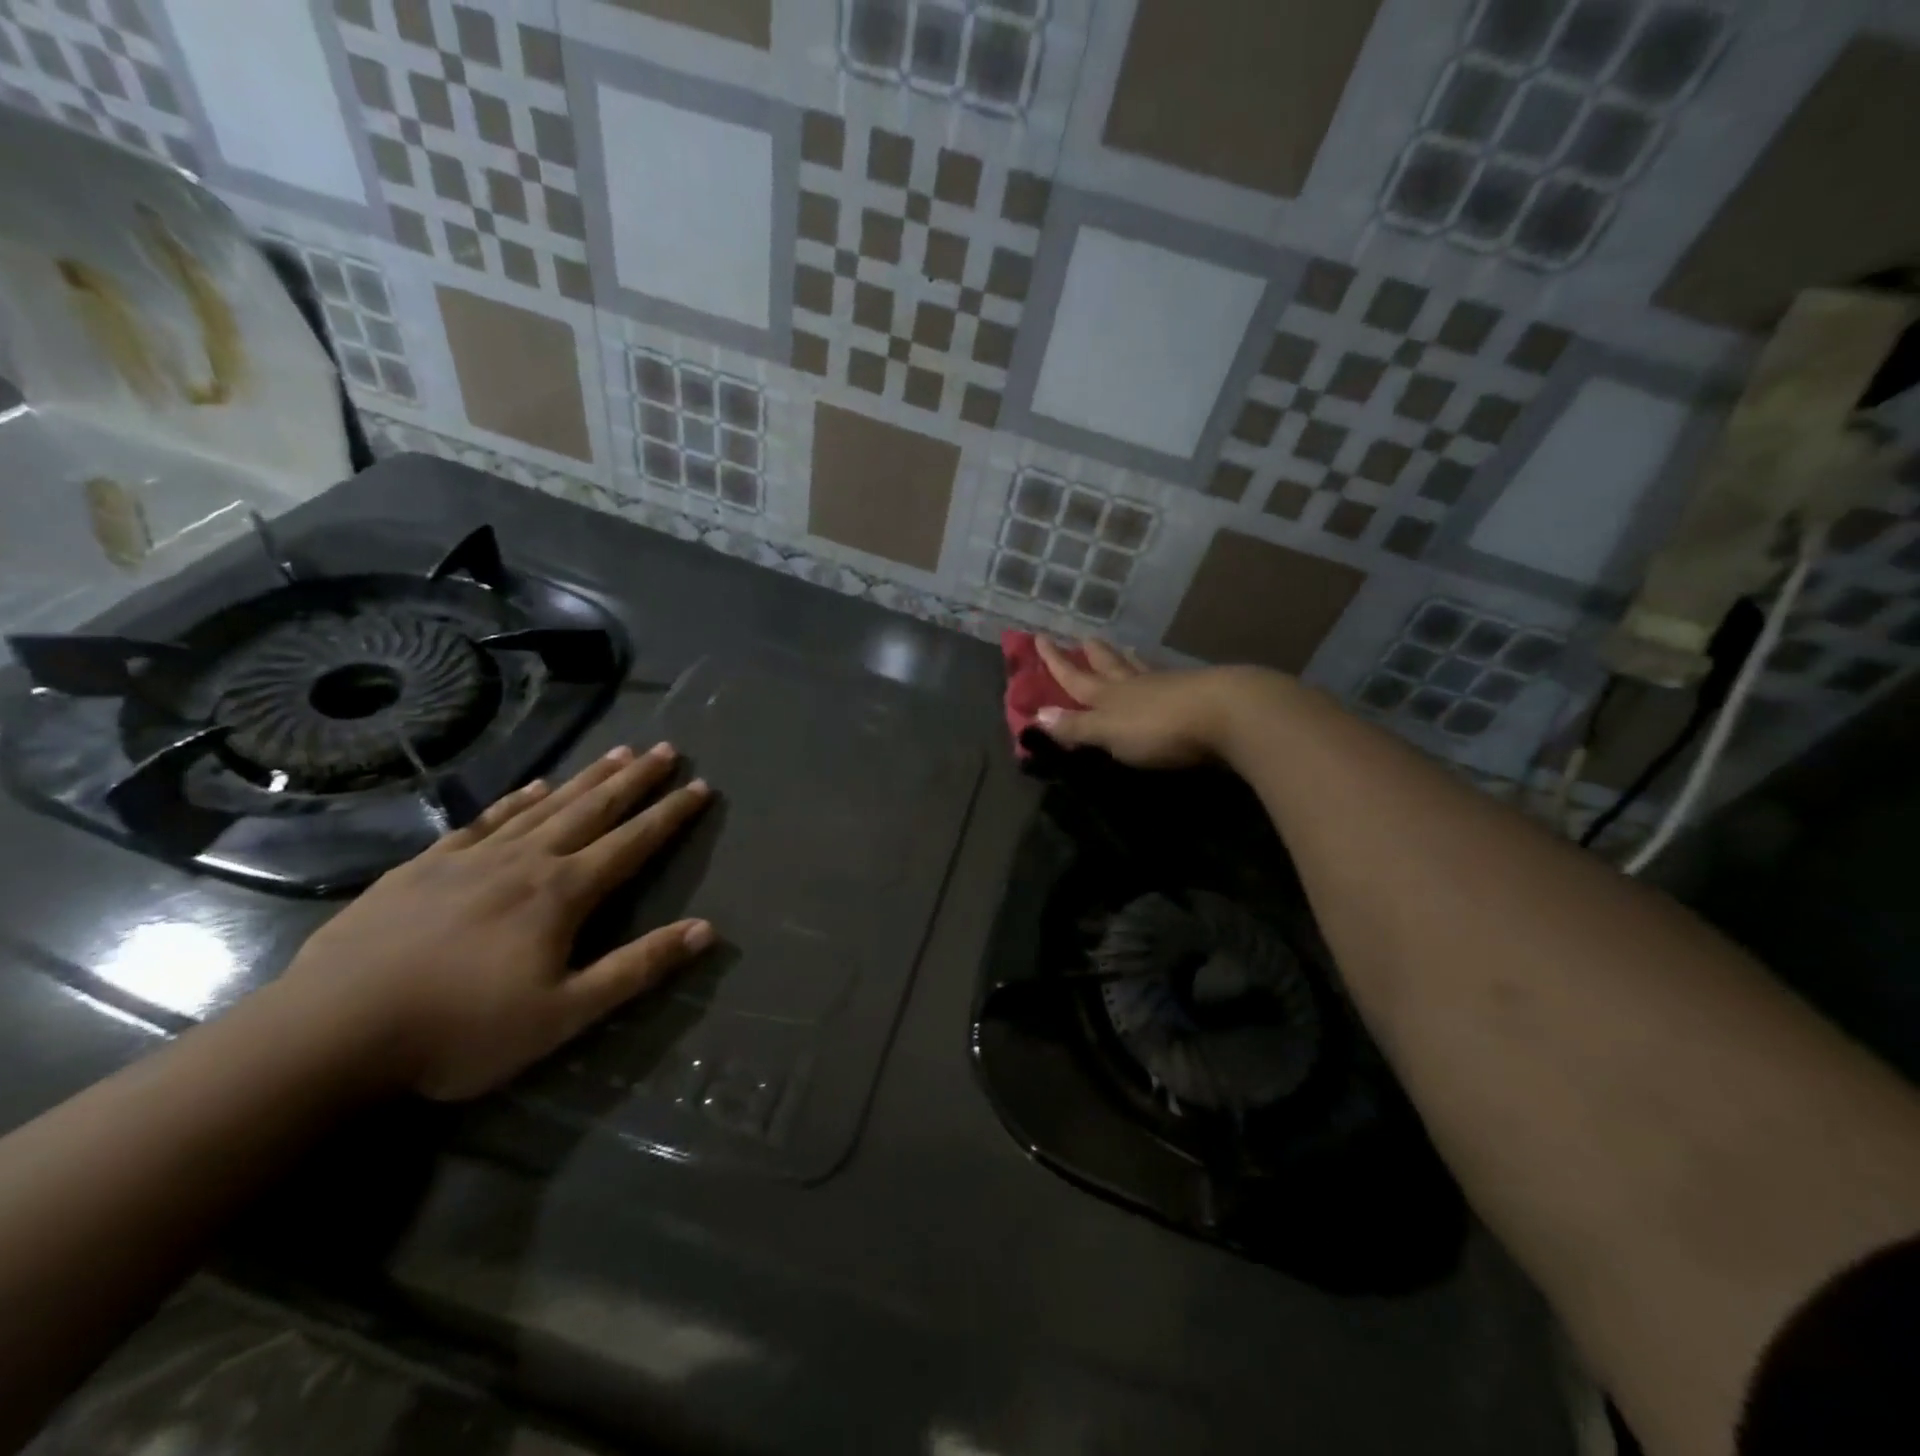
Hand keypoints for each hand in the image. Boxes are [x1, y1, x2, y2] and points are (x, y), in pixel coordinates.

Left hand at [276, 743, 714, 1101]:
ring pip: (545, 805)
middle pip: (593, 809)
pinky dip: (517, 799)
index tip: (701, 786)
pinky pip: (485, 820)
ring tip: (618, 751)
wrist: (330, 1034)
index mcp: (563, 893)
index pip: (632, 843)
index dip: (670, 814)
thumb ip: (637, 968)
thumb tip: (706, 930)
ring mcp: (472, 858)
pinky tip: (534, 785)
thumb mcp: (564, 1014)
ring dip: (587, 778)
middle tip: (666, 749)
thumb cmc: (461, 1031)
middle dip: (635, 779)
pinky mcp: (425, 866)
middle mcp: (526, 860)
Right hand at [1034, 638, 1276, 769]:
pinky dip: (1158, 673)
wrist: (1226, 713)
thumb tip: (1036, 715)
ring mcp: (1167, 686)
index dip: (1055, 662)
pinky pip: (1167, 678)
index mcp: (1108, 696)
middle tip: (1084, 639)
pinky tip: (1164, 674)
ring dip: (1126, 659)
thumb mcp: (1109, 732)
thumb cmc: (1159, 727)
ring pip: (1139, 668)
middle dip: (1093, 655)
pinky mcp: (1196, 693)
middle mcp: (1134, 685)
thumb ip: (1076, 727)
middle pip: (1108, 666)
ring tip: (1123, 648)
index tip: (1039, 637)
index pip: (1074, 677)